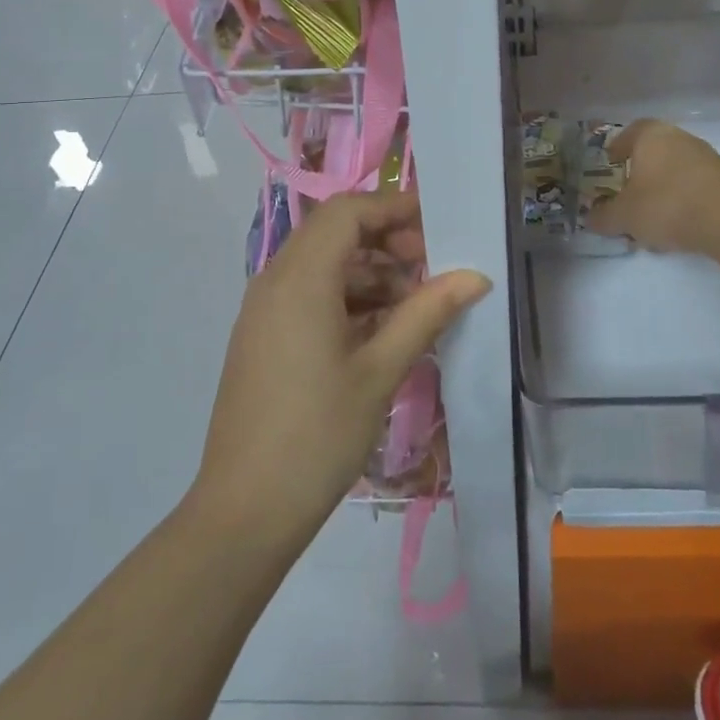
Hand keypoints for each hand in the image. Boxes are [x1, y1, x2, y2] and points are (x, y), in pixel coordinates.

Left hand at [191, 191, 490, 549]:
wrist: (245, 511)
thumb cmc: (318, 435)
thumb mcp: (380, 371)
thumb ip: (426, 313)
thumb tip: (474, 277)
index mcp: (300, 278)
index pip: (348, 211)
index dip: (393, 208)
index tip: (438, 226)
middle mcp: (275, 280)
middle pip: (334, 233)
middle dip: (387, 241)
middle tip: (433, 270)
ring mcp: (264, 310)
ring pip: (323, 266)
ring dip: (370, 274)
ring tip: (417, 307)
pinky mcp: (263, 337)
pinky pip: (309, 296)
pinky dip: (348, 299)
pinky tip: (383, 332)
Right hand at [586, 118, 719, 254]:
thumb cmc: (667, 204)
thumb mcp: (624, 215)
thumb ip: (603, 216)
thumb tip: (590, 218)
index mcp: (651, 136)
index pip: (630, 132)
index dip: (617, 147)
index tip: (610, 163)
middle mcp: (680, 139)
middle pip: (654, 153)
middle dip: (639, 175)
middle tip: (627, 196)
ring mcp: (707, 159)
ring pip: (675, 173)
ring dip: (662, 192)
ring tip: (651, 221)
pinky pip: (695, 189)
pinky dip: (683, 204)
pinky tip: (678, 229)